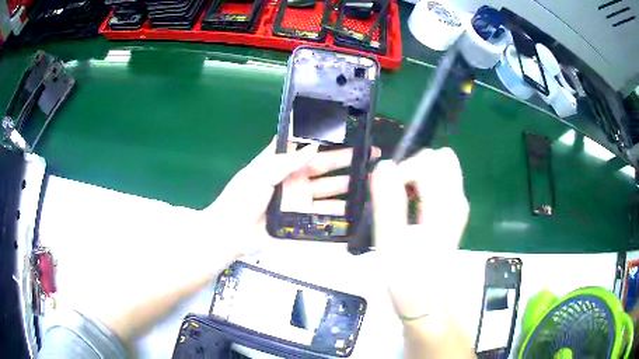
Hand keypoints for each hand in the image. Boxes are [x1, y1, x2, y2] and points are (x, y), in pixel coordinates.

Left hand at [202, 138, 379, 257]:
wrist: (232, 233)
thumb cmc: (242, 198)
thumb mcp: (260, 173)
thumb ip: (286, 160)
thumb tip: (314, 145)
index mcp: (283, 162)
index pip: (308, 146)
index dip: (327, 139)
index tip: (349, 133)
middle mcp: (296, 178)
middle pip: (325, 166)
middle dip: (347, 161)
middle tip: (370, 156)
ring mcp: (301, 199)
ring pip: (330, 190)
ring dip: (348, 186)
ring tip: (369, 182)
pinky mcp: (303, 219)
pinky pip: (325, 214)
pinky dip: (340, 213)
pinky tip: (355, 210)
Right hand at [371, 148, 468, 319]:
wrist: (427, 302)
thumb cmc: (407, 278)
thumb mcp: (390, 243)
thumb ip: (388, 202)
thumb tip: (383, 165)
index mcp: (444, 206)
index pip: (426, 162)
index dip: (402, 171)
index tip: (387, 196)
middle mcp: (457, 200)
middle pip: (439, 158)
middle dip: (413, 168)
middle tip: (397, 195)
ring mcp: (459, 205)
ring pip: (442, 167)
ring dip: (419, 175)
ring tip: (404, 200)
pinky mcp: (456, 211)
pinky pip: (443, 181)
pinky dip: (425, 183)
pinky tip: (413, 206)